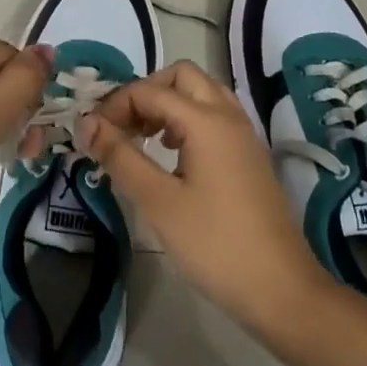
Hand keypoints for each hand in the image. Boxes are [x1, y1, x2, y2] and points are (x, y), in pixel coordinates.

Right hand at [79, 61, 332, 328]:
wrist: (280, 288)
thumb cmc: (214, 244)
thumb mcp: (158, 201)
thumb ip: (120, 156)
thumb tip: (86, 123)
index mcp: (206, 121)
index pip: (149, 91)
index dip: (114, 106)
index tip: (91, 136)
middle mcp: (228, 116)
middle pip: (182, 77)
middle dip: (145, 92)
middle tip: (122, 127)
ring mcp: (243, 135)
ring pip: (201, 94)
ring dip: (168, 104)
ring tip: (143, 138)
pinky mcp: (249, 156)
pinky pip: (214, 117)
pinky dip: (187, 121)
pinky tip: (171, 156)